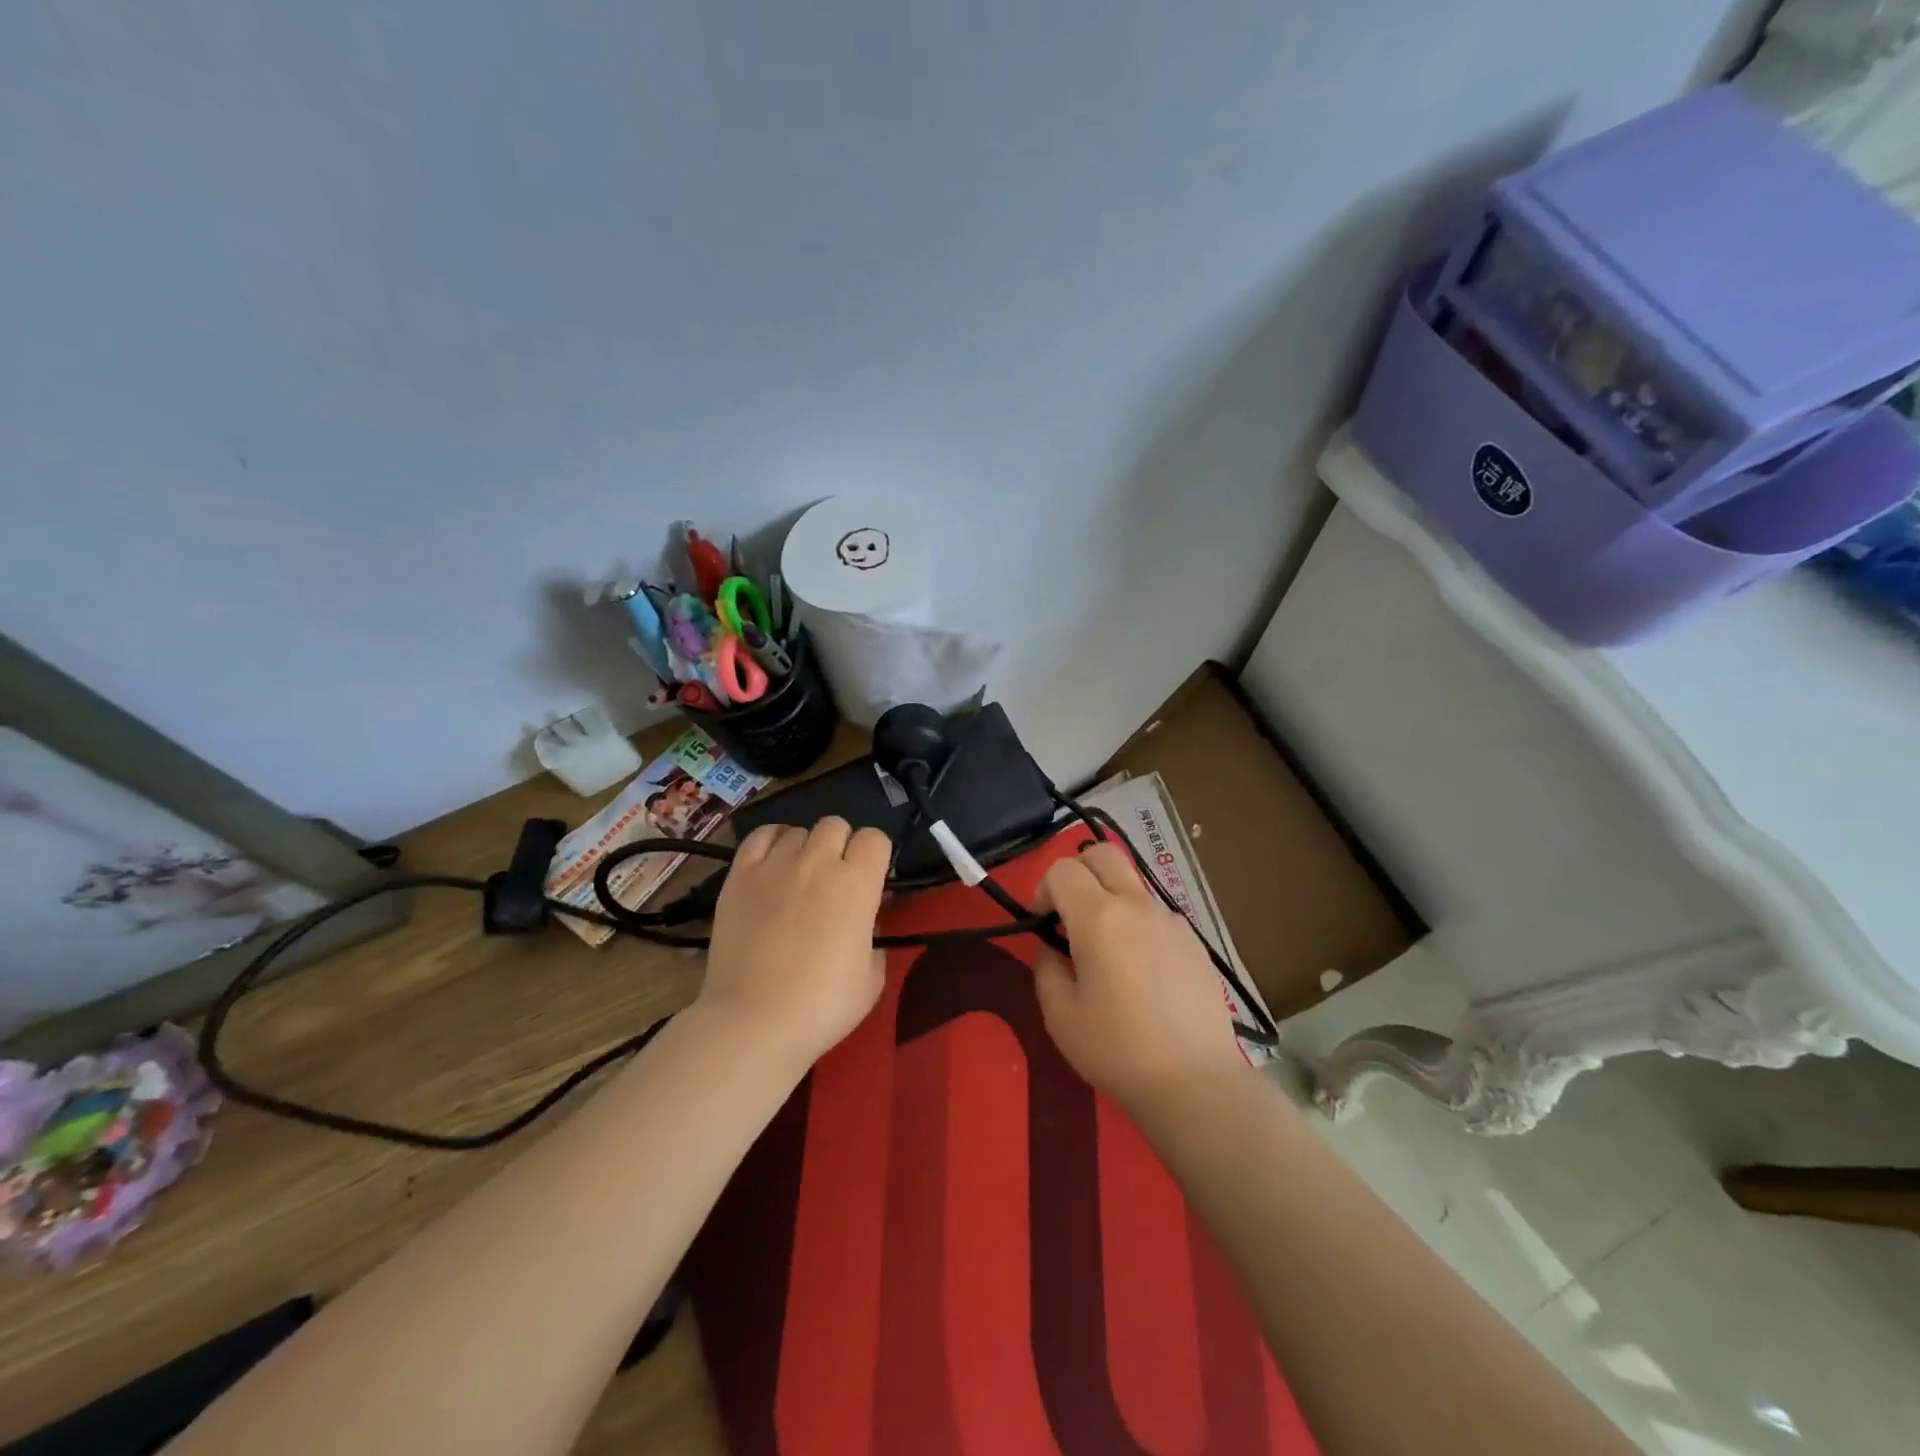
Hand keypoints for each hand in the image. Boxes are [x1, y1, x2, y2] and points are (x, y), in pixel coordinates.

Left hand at [699, 817, 891, 1072]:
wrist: (754, 1021)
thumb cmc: (822, 1005)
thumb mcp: (872, 976)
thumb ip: (873, 937)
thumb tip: (864, 922)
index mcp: (858, 884)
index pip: (875, 838)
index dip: (875, 855)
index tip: (870, 879)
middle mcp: (818, 862)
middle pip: (835, 825)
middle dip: (841, 845)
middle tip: (834, 878)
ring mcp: (775, 865)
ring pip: (798, 830)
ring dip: (806, 847)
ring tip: (799, 876)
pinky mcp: (739, 875)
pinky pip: (760, 836)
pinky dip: (772, 841)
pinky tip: (773, 862)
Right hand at [1032, 842, 1247, 1113]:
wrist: (1195, 1081)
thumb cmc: (1117, 1049)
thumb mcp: (1060, 1015)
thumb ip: (1046, 968)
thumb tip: (1053, 949)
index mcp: (1099, 917)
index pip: (1063, 869)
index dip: (1043, 889)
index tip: (1042, 924)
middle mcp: (1137, 906)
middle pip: (1104, 854)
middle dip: (1078, 871)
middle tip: (1070, 913)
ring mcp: (1171, 921)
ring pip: (1132, 885)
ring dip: (1110, 900)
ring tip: (1108, 952)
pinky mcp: (1194, 942)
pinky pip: (1156, 916)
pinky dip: (1138, 925)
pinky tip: (1141, 973)